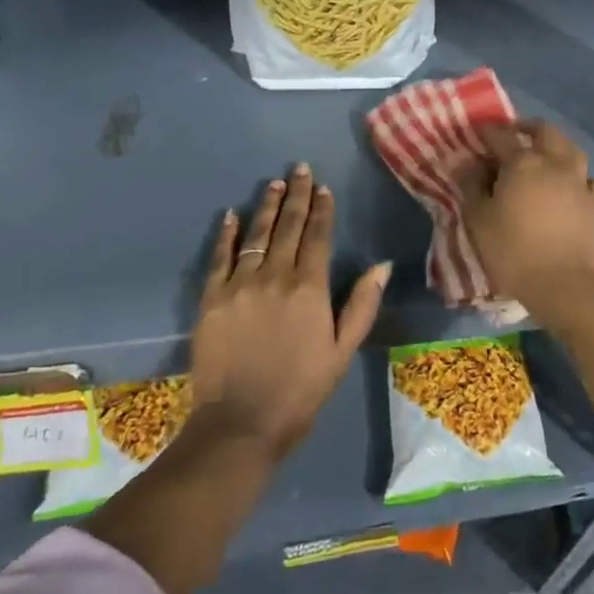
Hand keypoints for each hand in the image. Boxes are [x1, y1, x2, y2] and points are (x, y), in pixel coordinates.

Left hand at [189, 164, 388, 461]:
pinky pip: (219, 257)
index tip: (323, 188)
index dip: (322, 210)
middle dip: (296, 195)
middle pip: (288, 226)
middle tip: (299, 169)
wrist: (240, 424)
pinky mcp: (211, 298)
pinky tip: (230, 216)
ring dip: (266, 206)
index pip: (317, 236)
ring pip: (256, 234)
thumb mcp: (343, 351)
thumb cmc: (300, 390)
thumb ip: (362, 305)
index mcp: (309, 288)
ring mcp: (239, 285)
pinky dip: (226, 234)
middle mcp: (274, 276)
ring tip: (274, 183)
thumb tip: (382, 265)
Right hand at [455, 120, 593, 320]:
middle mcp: (555, 163)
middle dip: (528, 128)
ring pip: (572, 150)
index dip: (488, 130)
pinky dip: (578, 178)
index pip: (502, 135)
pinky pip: (589, 180)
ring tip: (546, 156)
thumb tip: (465, 163)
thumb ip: (471, 187)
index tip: (478, 131)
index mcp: (523, 163)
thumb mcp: (479, 221)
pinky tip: (572, 188)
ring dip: (557, 146)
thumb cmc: (514, 252)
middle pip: (545, 131)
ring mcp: (581, 182)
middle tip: (515, 134)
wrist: (566, 285)